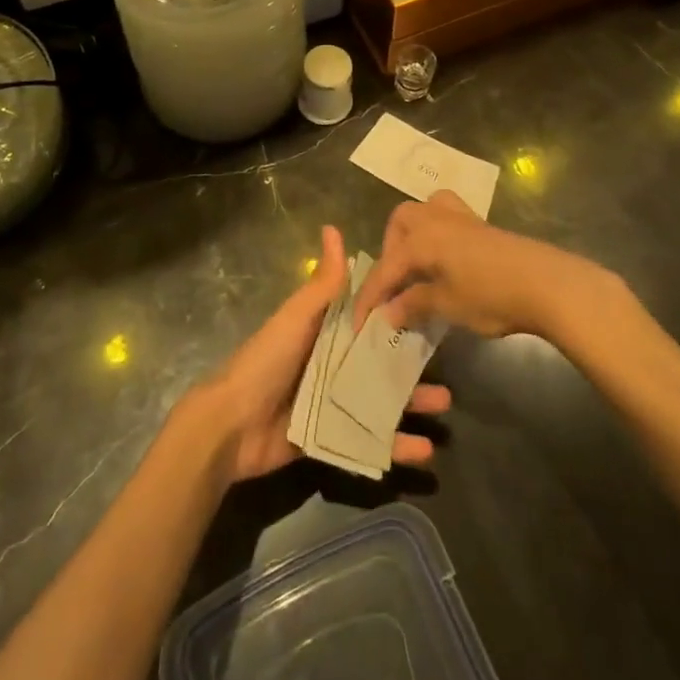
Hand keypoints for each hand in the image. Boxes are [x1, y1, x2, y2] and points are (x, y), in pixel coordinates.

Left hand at [199, 224, 450, 481]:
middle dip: (412, 366)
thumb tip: (333, 229)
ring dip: (412, 404)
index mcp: (324, 332)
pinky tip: (424, 450)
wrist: (232, 425)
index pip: (367, 320)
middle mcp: (331, 365)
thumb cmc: (267, 361)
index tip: (431, 310)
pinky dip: (396, 446)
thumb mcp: (297, 317)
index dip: (396, 316)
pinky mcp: (331, 438)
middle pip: (379, 363)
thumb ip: (322, 282)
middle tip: (447, 365)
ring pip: (381, 401)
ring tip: (445, 407)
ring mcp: (333, 404)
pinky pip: (369, 441)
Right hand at [353, 191, 613, 341]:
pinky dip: (436, 233)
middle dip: (390, 251)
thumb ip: (413, 305)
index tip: (358, 325)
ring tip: (417, 267)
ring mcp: (461, 217)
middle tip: (395, 285)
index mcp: (421, 238)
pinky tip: (445, 260)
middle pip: (400, 223)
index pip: (385, 268)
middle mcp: (435, 219)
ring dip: (412, 235)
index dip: (370, 298)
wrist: (547, 283)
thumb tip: (387, 313)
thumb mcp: (447, 305)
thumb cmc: (491, 296)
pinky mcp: (482, 225)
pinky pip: (446, 217)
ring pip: (424, 212)